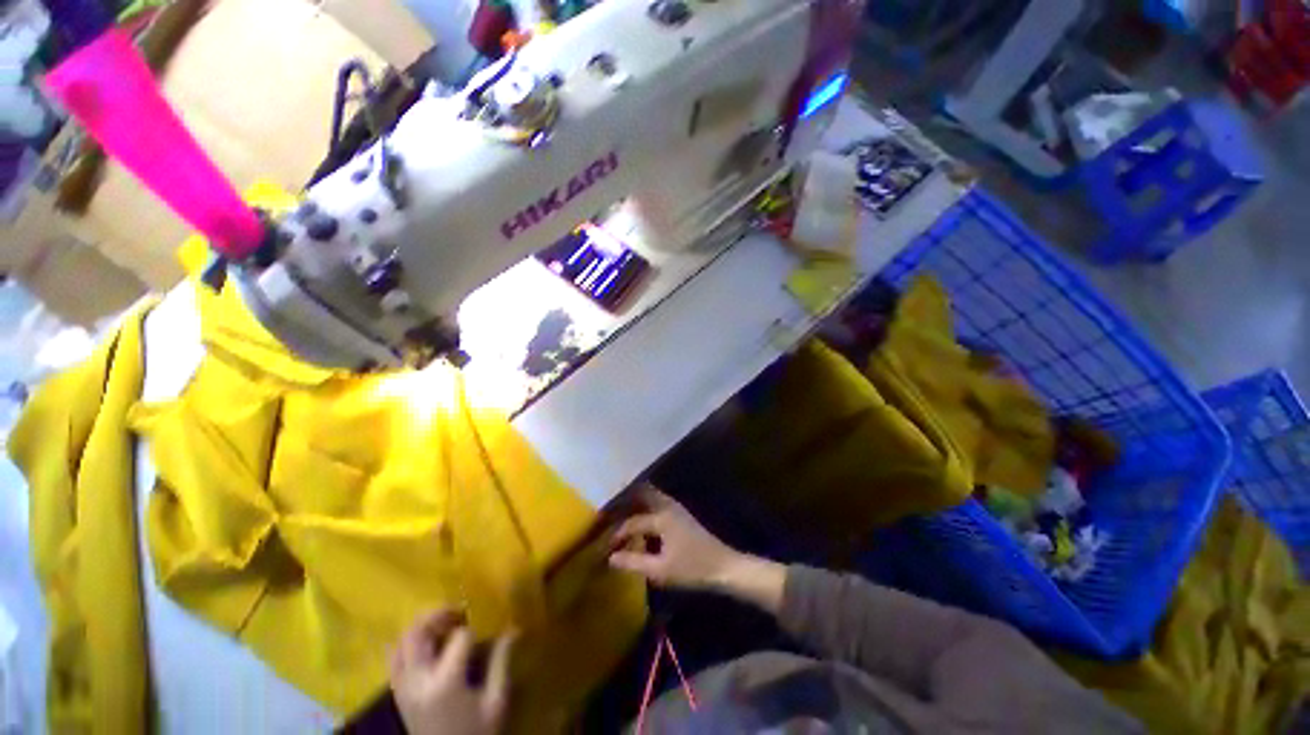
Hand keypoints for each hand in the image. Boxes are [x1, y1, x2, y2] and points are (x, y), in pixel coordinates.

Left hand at [390, 610, 515, 734]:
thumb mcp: (495, 702)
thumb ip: (501, 663)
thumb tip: (514, 629)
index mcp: (445, 683)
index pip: (459, 637)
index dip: (475, 629)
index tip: (486, 631)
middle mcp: (418, 681)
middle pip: (417, 633)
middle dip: (437, 615)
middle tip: (457, 611)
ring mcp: (403, 689)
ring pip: (401, 643)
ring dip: (420, 627)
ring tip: (442, 624)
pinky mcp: (398, 695)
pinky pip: (394, 659)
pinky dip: (407, 644)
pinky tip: (426, 644)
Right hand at [607, 487, 742, 589]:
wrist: (723, 566)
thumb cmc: (692, 569)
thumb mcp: (660, 570)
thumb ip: (634, 563)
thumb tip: (610, 558)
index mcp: (661, 517)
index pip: (632, 523)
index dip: (616, 535)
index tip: (604, 549)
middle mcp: (667, 505)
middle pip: (642, 493)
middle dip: (624, 500)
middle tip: (609, 512)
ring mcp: (676, 507)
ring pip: (651, 495)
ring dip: (636, 501)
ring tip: (621, 513)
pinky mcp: (681, 513)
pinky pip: (658, 501)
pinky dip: (646, 505)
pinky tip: (642, 520)